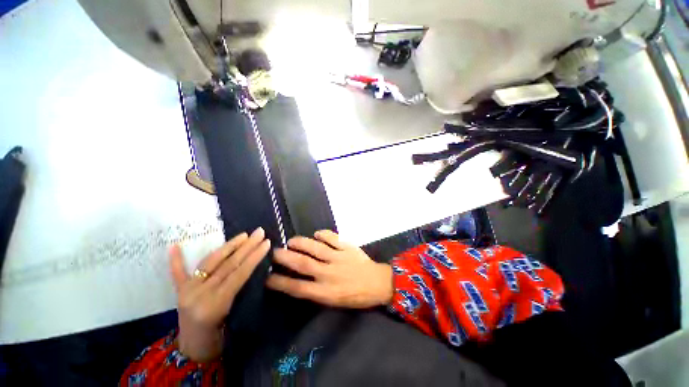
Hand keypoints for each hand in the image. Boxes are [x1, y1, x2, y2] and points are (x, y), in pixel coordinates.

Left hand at [169, 228, 269, 361]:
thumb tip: (253, 268)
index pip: (239, 274)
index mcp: (215, 304)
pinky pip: (178, 273)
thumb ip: (242, 291)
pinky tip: (174, 246)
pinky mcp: (179, 292)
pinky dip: (177, 260)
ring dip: (228, 246)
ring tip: (243, 235)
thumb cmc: (219, 339)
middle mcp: (199, 294)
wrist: (193, 352)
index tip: (266, 243)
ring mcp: (187, 291)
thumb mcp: (237, 318)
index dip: (254, 257)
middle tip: (259, 233)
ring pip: (209, 262)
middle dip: (246, 246)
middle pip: (227, 264)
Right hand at [266, 230, 392, 308]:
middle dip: (285, 257)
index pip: (297, 288)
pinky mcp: (347, 247)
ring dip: (301, 243)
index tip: (267, 276)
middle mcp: (329, 274)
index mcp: (325, 292)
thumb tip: (299, 278)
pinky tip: (316, 234)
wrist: (378, 283)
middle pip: (303, 264)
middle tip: (275, 251)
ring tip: (291, 241)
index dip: (280, 282)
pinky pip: (332, 238)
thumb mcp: (333, 300)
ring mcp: (338, 258)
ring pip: (315, 248)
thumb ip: (316, 290)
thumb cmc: (355, 295)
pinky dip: (322, 234)